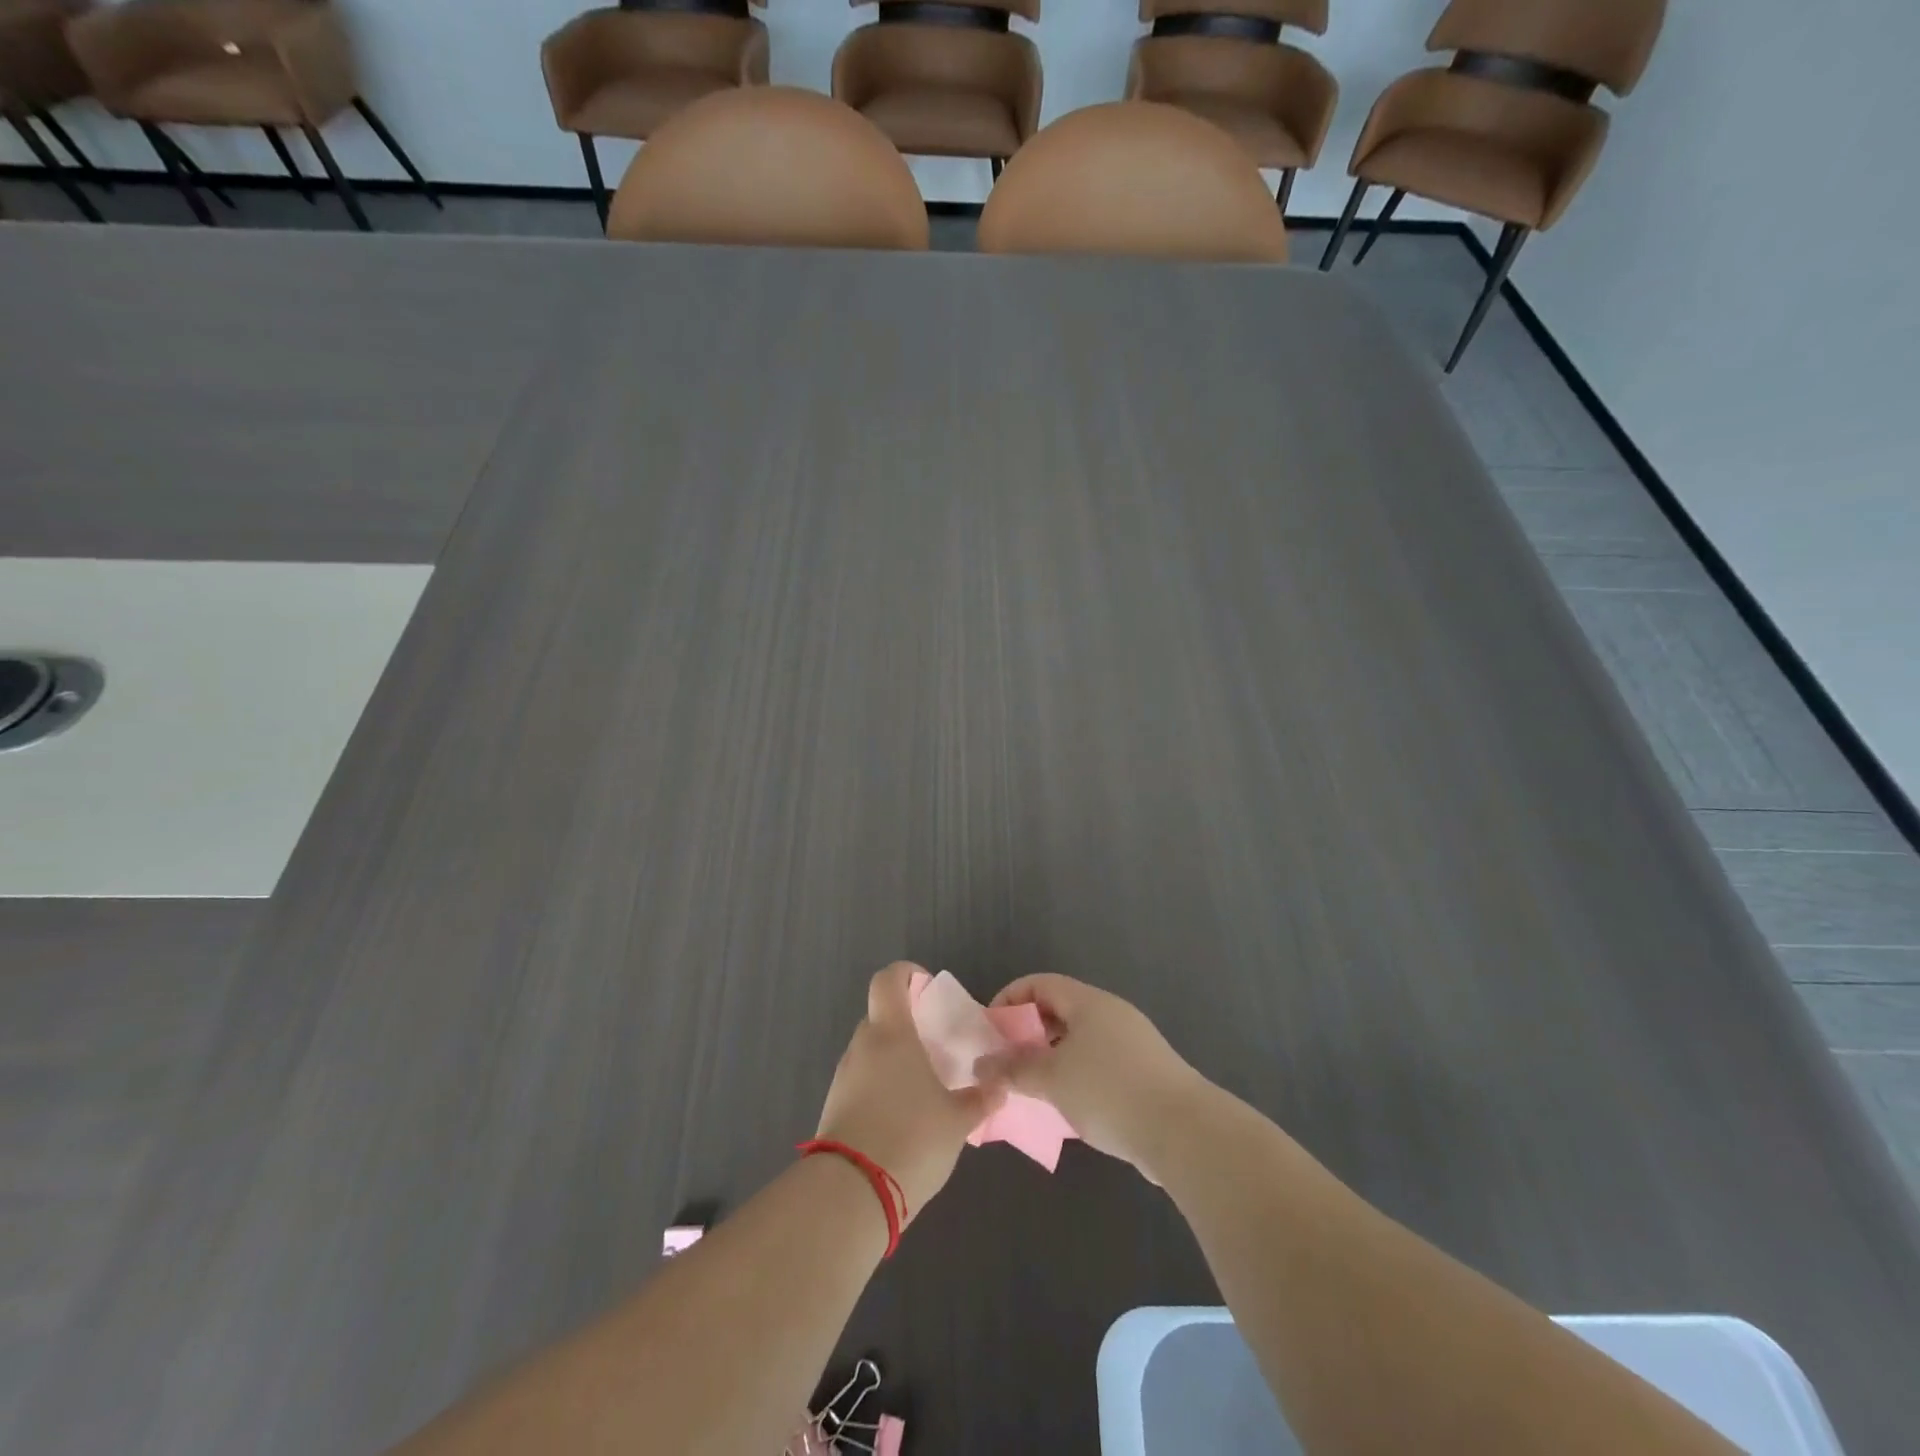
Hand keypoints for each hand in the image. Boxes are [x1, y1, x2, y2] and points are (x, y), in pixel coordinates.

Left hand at [815, 962, 1005, 1219]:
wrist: (851, 1193)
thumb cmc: (911, 1138)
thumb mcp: (957, 1120)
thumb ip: (980, 1099)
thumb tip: (1000, 1086)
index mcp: (891, 1033)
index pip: (888, 980)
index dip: (906, 975)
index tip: (928, 990)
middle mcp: (863, 1046)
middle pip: (880, 1017)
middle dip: (906, 1025)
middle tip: (935, 1047)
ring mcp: (844, 1076)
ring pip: (871, 1051)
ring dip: (894, 1058)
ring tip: (924, 1087)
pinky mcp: (835, 1106)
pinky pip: (862, 1080)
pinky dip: (881, 1086)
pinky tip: (904, 1116)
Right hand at [985, 975, 1206, 1181]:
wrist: (1184, 1131)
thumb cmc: (1109, 1091)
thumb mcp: (1052, 1079)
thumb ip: (1013, 1069)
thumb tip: (982, 1065)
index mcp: (1088, 1002)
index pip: (1040, 984)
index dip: (1011, 999)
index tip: (991, 1031)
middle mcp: (1111, 1013)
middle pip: (1060, 1010)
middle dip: (1028, 1033)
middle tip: (1006, 1062)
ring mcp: (1131, 1042)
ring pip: (1079, 1040)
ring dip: (1050, 1058)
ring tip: (1031, 1088)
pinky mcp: (1144, 1072)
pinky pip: (1098, 1063)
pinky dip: (1075, 1075)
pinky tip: (1066, 1106)